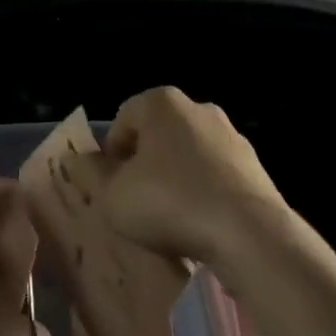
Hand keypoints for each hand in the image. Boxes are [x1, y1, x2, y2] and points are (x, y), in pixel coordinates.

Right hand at [68, 86, 291, 274]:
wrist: (249, 233)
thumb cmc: (170, 202)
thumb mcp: (115, 196)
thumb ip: (95, 175)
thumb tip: (81, 160)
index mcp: (161, 102)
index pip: (123, 119)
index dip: (111, 154)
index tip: (111, 187)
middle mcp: (197, 108)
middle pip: (158, 134)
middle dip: (145, 164)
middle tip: (136, 202)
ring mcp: (230, 135)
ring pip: (188, 155)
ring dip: (176, 180)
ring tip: (170, 219)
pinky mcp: (254, 165)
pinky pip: (216, 176)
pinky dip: (204, 194)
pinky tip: (201, 226)